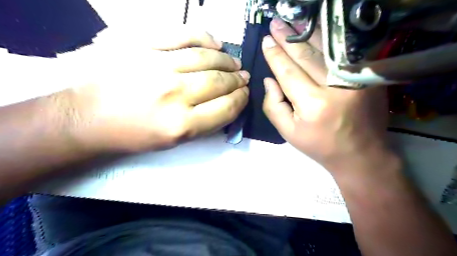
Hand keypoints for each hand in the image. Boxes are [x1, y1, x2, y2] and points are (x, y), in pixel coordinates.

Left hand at [60, 28, 249, 151]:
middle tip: (244, 78)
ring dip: (227, 61)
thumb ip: (205, 123)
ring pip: (206, 58)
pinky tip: (216, 44)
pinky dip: (204, 38)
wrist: (88, 117)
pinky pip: (182, 35)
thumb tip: (229, 103)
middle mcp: (173, 94)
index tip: (245, 94)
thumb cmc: (134, 134)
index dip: (241, 100)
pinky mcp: (141, 45)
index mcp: (181, 125)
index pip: (226, 108)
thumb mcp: (174, 141)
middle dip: (238, 80)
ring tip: (234, 63)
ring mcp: (156, 65)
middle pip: (219, 82)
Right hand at [263, 18, 390, 171]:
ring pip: (325, 50)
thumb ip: (273, 106)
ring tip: (291, 23)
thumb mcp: (288, 132)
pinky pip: (343, 54)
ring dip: (306, 34)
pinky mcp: (367, 77)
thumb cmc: (319, 144)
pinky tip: (316, 32)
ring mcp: (355, 79)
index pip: (288, 72)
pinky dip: (328, 41)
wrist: (361, 153)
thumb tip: (269, 80)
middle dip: (287, 39)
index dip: (275, 56)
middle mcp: (335, 87)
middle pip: (306, 56)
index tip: (266, 41)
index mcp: (312, 104)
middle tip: (275, 25)